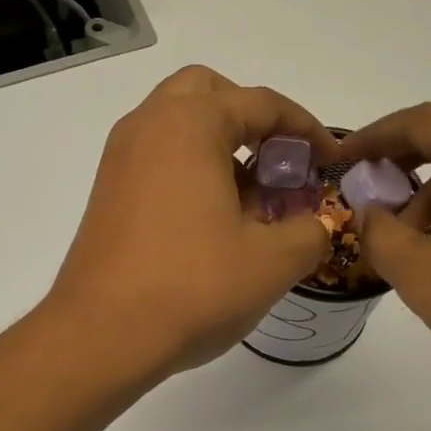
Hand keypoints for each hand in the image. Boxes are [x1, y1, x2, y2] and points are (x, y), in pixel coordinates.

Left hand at [48, 66, 340, 377]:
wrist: (100, 335)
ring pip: (176, 127)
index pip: (260, 103)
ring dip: (218, 147)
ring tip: (250, 202)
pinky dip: (188, 170)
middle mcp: (146, 127)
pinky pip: (155, 160)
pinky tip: (211, 223)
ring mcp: (119, 161)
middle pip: (207, 95)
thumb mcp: (272, 261)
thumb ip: (310, 231)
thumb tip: (314, 224)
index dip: (306, 129)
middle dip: (250, 120)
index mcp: (188, 124)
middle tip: (277, 163)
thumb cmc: (192, 287)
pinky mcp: (106, 194)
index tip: (330, 161)